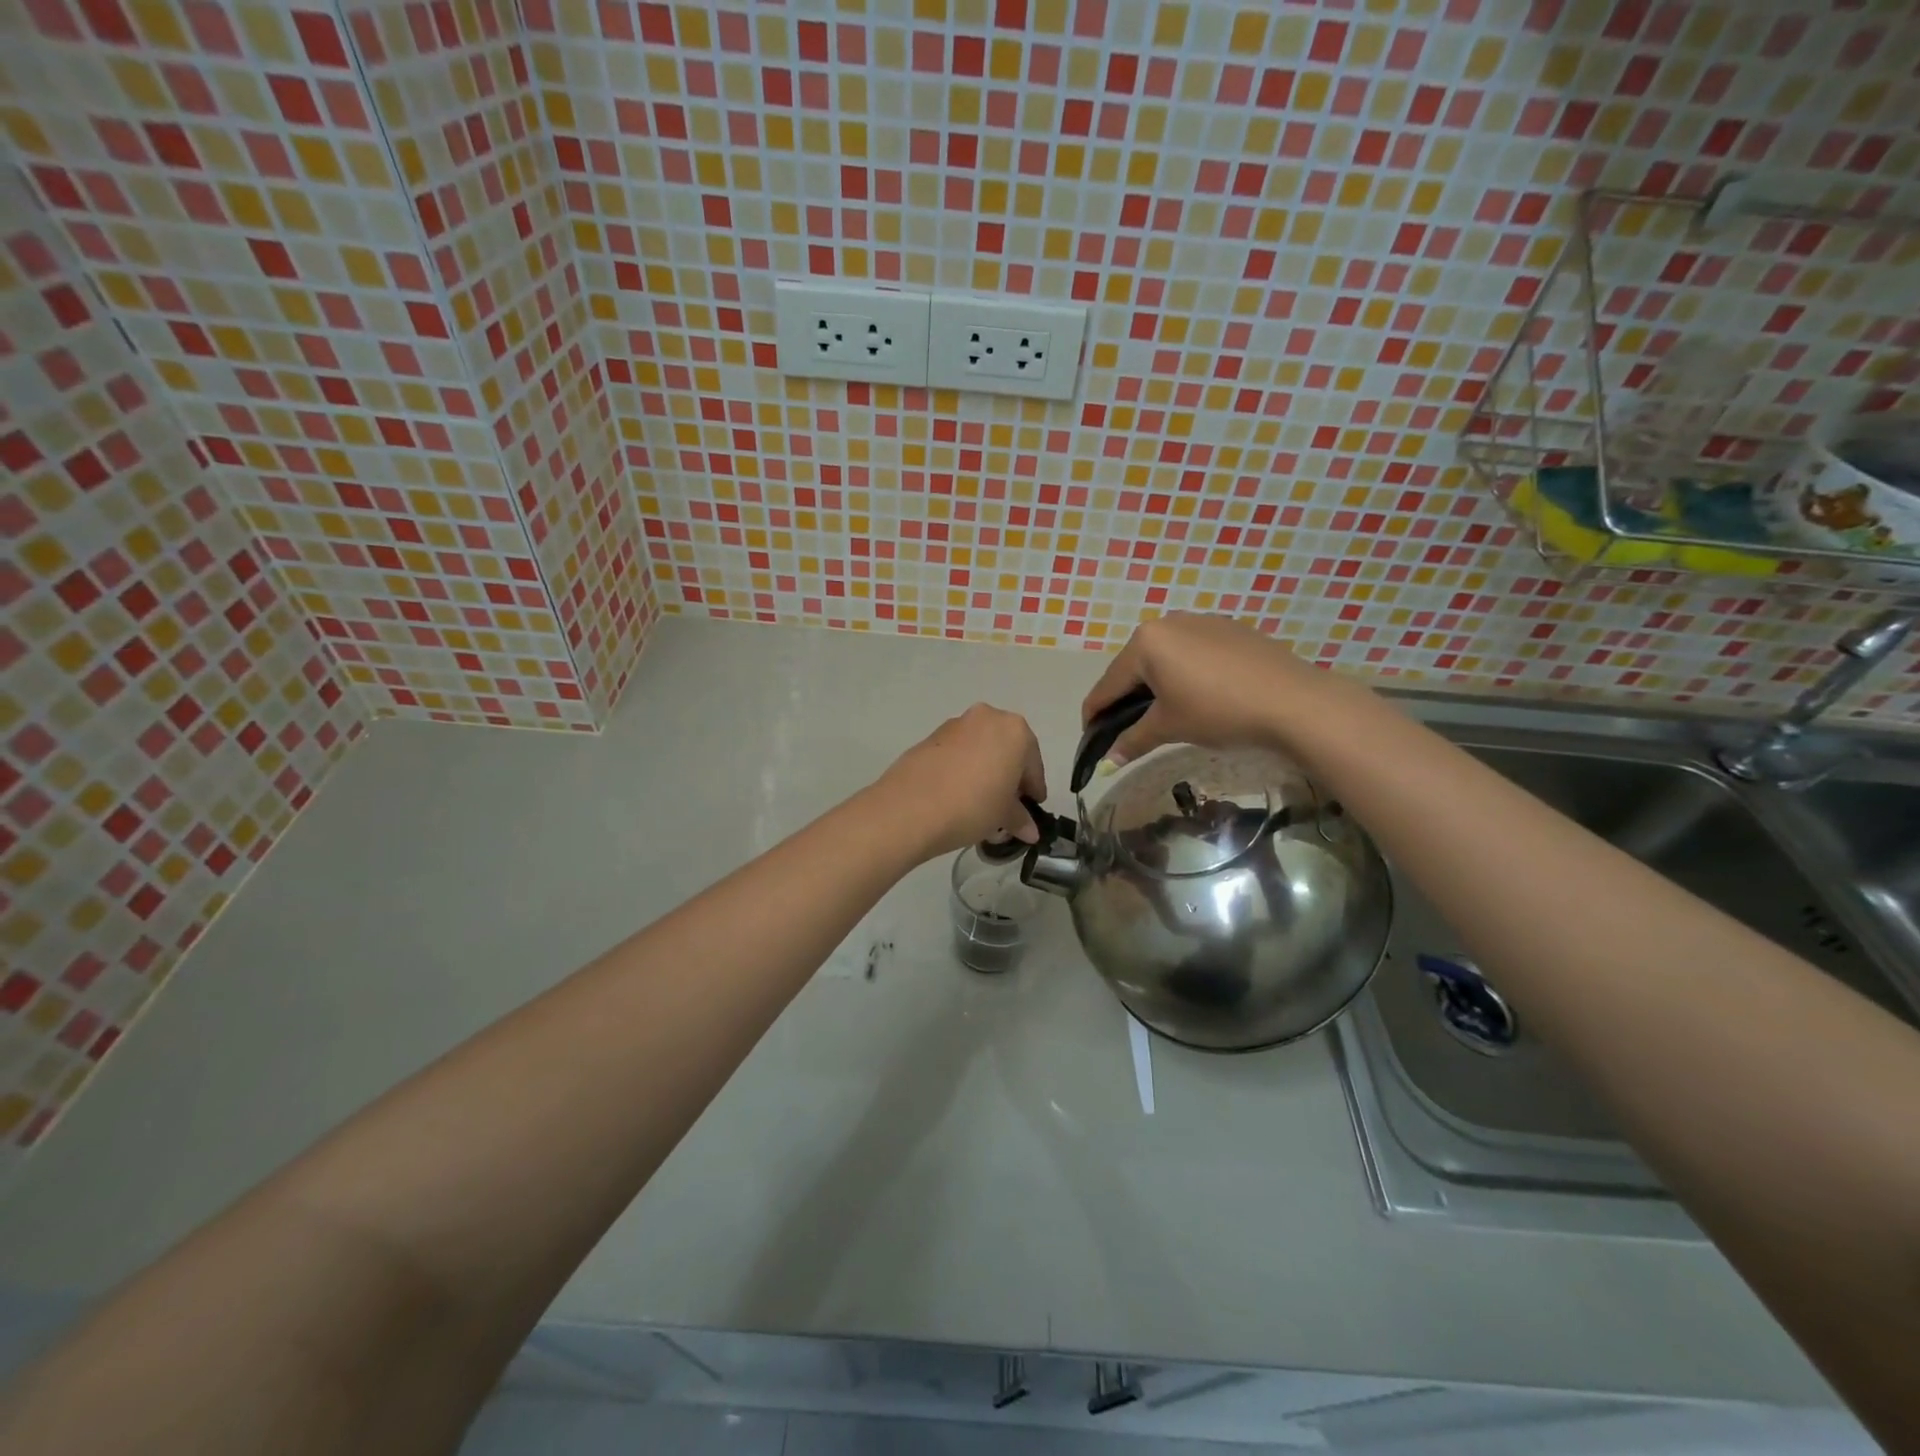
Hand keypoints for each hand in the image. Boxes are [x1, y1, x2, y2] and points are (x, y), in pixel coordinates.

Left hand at [872, 704, 1047, 858]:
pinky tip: (957, 795)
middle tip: (1007, 807)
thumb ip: (1020, 819)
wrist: (909, 807)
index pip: (1033, 764)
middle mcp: (987, 718)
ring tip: (980, 804)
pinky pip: (958, 753)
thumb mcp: (1003, 816)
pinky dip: (963, 769)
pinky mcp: (930, 737)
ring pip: (981, 749)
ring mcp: (956, 724)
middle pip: (1007, 750)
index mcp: (1015, 730)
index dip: (1034, 789)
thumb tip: (1030, 830)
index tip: (1032, 809)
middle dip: (1009, 777)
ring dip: (985, 771)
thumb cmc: (972, 805)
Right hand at [1083, 612, 1347, 762]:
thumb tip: (1108, 762)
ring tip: (1165, 715)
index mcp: (1146, 642)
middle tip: (1129, 731)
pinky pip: (1193, 652)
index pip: (1108, 685)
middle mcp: (1168, 622)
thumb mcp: (1170, 727)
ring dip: (1156, 685)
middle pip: (1134, 667)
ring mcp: (1201, 621)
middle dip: (1127, 699)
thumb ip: (1133, 741)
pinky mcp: (1229, 628)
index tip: (1091, 739)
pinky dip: (1185, 674)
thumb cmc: (1219, 711)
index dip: (1095, 716)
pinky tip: (1200, 696)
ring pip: (1164, 658)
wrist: (1294, 701)